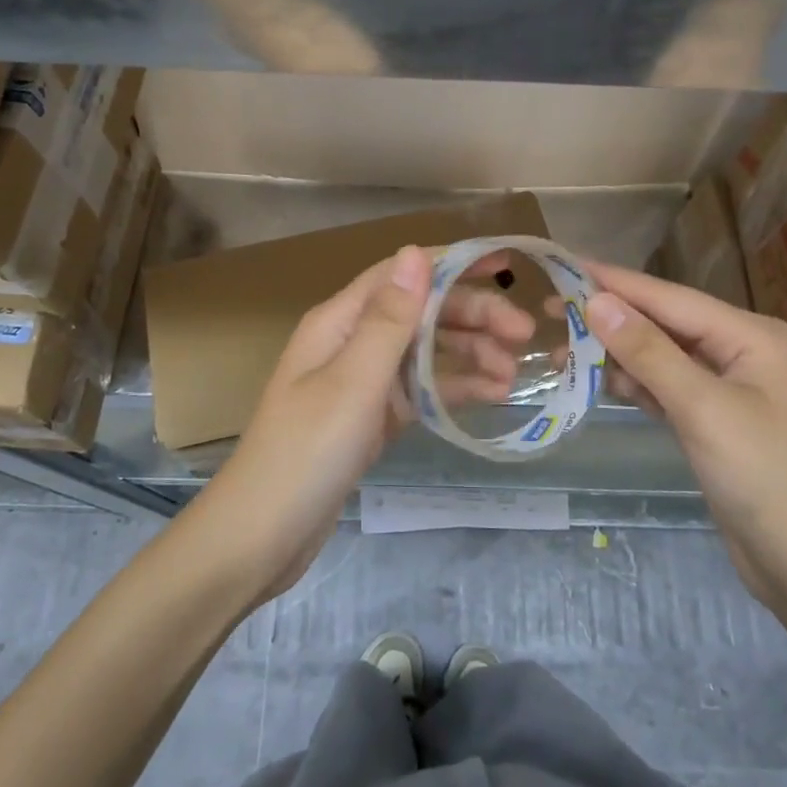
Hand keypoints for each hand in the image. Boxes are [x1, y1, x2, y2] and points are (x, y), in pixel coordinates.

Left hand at [201, 245, 534, 601]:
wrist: (262, 535)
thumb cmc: (307, 450)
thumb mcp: (354, 380)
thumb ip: (390, 317)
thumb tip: (415, 251)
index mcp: (340, 320)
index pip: (402, 275)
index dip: (452, 265)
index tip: (503, 267)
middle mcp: (352, 341)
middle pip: (420, 312)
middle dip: (472, 315)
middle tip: (524, 334)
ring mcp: (362, 381)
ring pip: (425, 351)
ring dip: (469, 354)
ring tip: (514, 374)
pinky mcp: (371, 417)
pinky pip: (420, 390)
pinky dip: (454, 388)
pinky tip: (492, 396)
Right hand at [583, 262, 786, 613]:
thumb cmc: (764, 477)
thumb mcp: (702, 408)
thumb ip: (647, 351)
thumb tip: (595, 300)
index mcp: (748, 334)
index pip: (668, 297)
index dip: (613, 282)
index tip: (562, 266)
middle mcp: (736, 349)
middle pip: (660, 322)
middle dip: (607, 319)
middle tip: (548, 312)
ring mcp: (723, 385)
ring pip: (656, 355)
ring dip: (612, 354)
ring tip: (558, 353)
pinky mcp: (709, 418)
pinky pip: (660, 386)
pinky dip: (630, 384)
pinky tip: (594, 382)